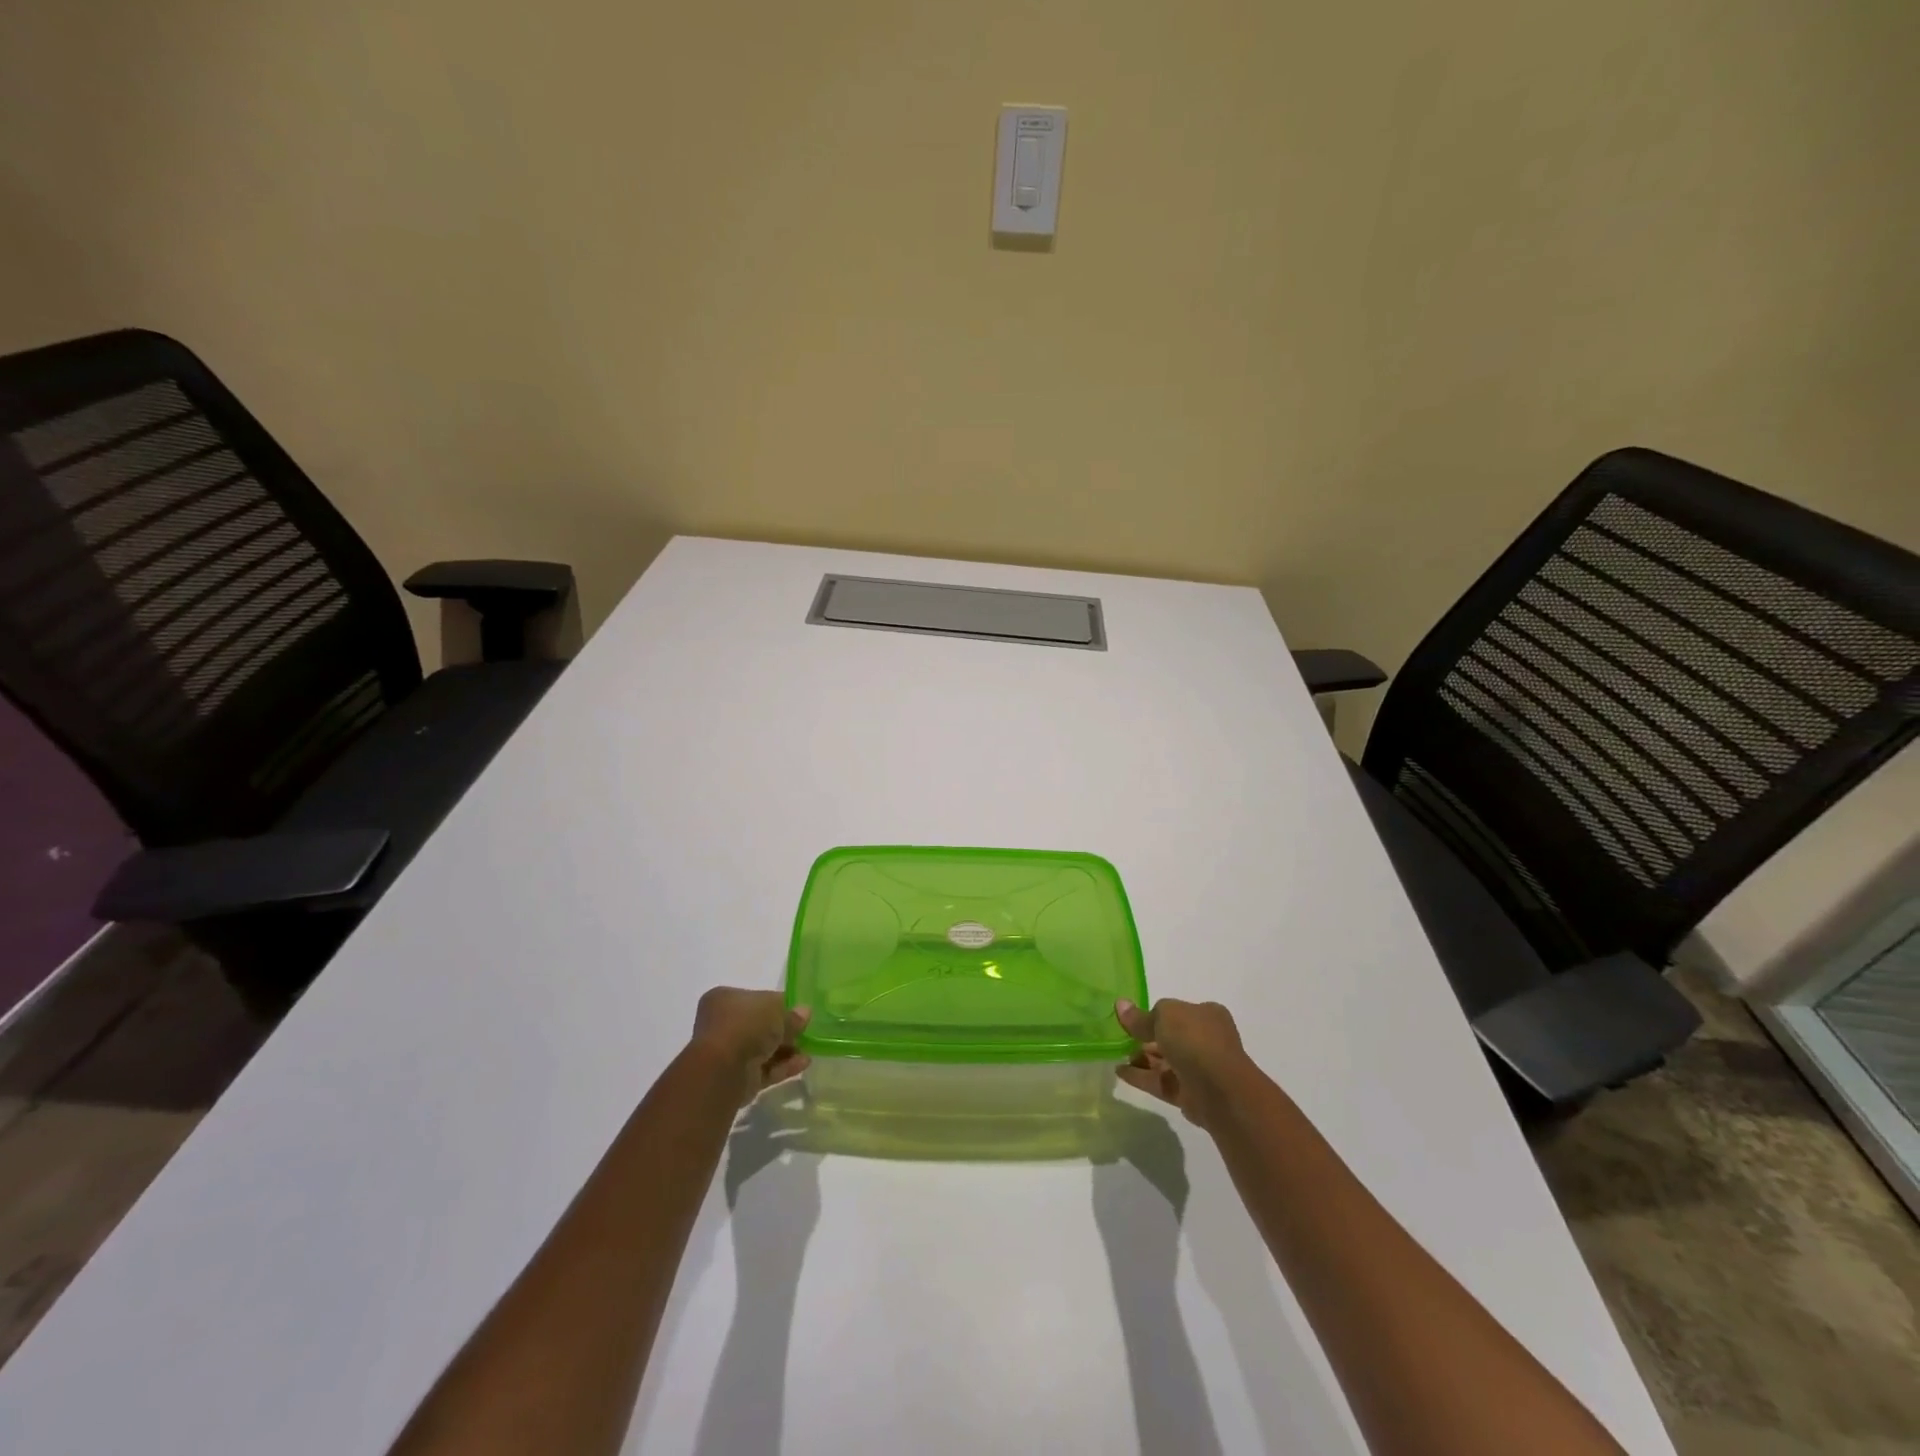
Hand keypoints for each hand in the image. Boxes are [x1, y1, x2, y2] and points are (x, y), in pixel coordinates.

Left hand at [688, 988, 810, 1106]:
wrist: (723, 1070)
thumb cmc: (746, 1026)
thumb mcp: (776, 1010)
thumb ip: (792, 1014)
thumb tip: (804, 1013)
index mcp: (724, 999)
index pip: (756, 999)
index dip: (779, 1005)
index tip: (798, 1012)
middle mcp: (722, 1024)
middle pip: (760, 1025)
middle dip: (783, 1030)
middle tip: (806, 1031)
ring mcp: (728, 1053)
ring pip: (762, 1049)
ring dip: (786, 1049)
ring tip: (810, 1049)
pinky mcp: (737, 1078)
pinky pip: (764, 1069)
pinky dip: (783, 1066)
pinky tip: (803, 1064)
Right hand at [1115, 997, 1253, 1129]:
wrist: (1220, 1090)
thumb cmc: (1195, 1040)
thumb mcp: (1164, 1017)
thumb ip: (1141, 1016)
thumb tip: (1120, 1004)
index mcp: (1206, 1015)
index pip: (1178, 1011)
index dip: (1155, 1014)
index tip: (1133, 1019)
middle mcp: (1206, 1040)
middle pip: (1170, 1037)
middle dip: (1146, 1038)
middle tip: (1120, 1038)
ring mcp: (1198, 1069)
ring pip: (1165, 1061)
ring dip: (1142, 1058)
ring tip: (1116, 1055)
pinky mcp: (1189, 1094)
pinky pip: (1161, 1082)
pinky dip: (1141, 1077)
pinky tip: (1120, 1072)